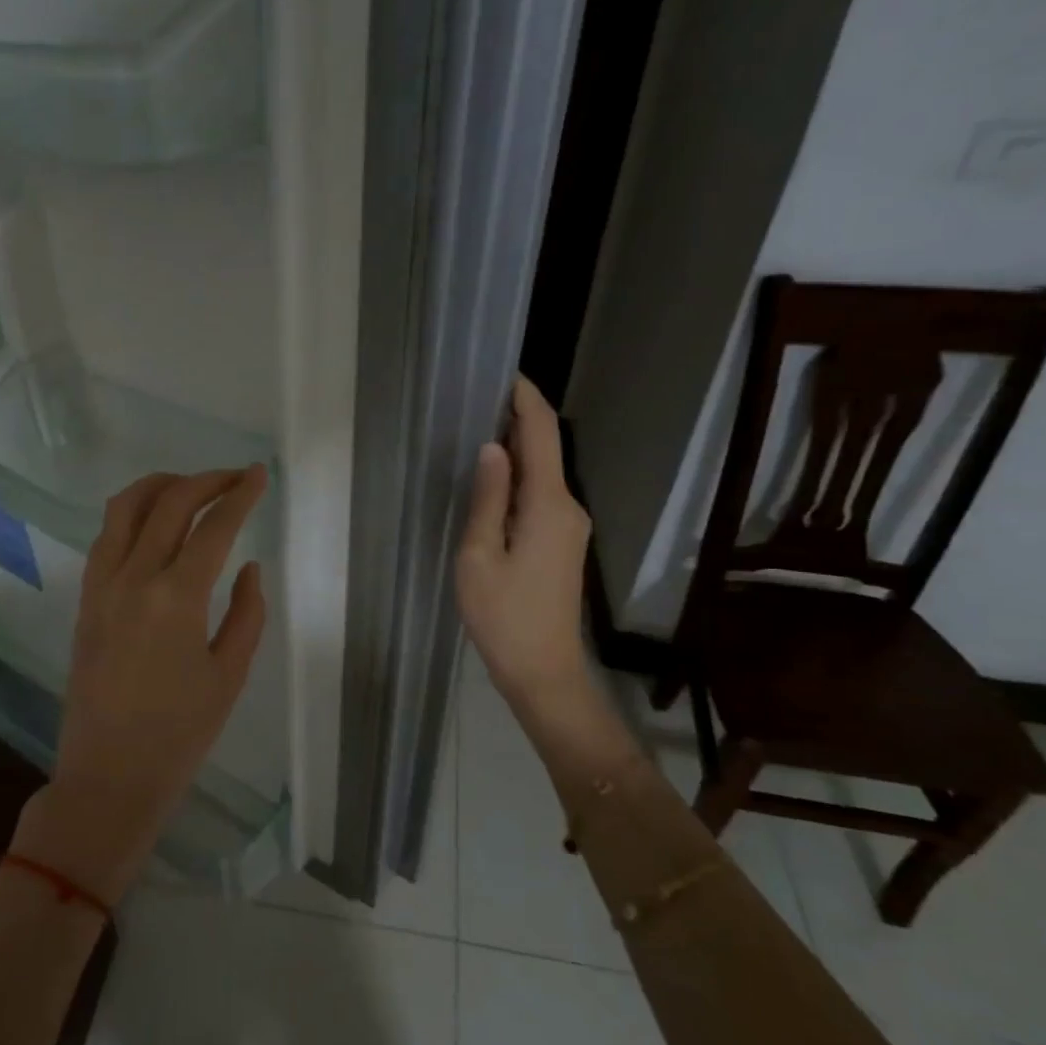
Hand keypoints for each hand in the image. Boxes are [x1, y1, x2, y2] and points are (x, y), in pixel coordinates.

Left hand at [13, 466, 267, 903]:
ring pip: (124, 508)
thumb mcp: (230, 675)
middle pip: (168, 502)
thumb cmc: (179, 735)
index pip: (213, 527)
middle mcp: (133, 579)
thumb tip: (250, 566)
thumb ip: (247, 613)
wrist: (108, 776)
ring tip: (190, 488)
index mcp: (176, 598)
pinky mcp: (84, 600)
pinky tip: (153, 526)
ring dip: (160, 486)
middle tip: (233, 477)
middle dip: (205, 480)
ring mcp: (101, 586)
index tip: (259, 475)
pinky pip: (106, 537)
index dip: (240, 495)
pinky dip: (132, 515)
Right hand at [455, 376, 600, 732]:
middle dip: (516, 420)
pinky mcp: (563, 543)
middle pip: (546, 449)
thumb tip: (491, 447)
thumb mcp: (480, 556)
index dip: (525, 399)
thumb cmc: (503, 616)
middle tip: (475, 400)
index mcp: (549, 505)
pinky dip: (519, 478)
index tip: (503, 373)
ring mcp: (570, 527)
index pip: (542, 434)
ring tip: (475, 432)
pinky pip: (542, 496)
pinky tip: (492, 480)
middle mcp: (569, 508)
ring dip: (516, 450)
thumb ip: (488, 498)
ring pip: (544, 474)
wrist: (543, 672)